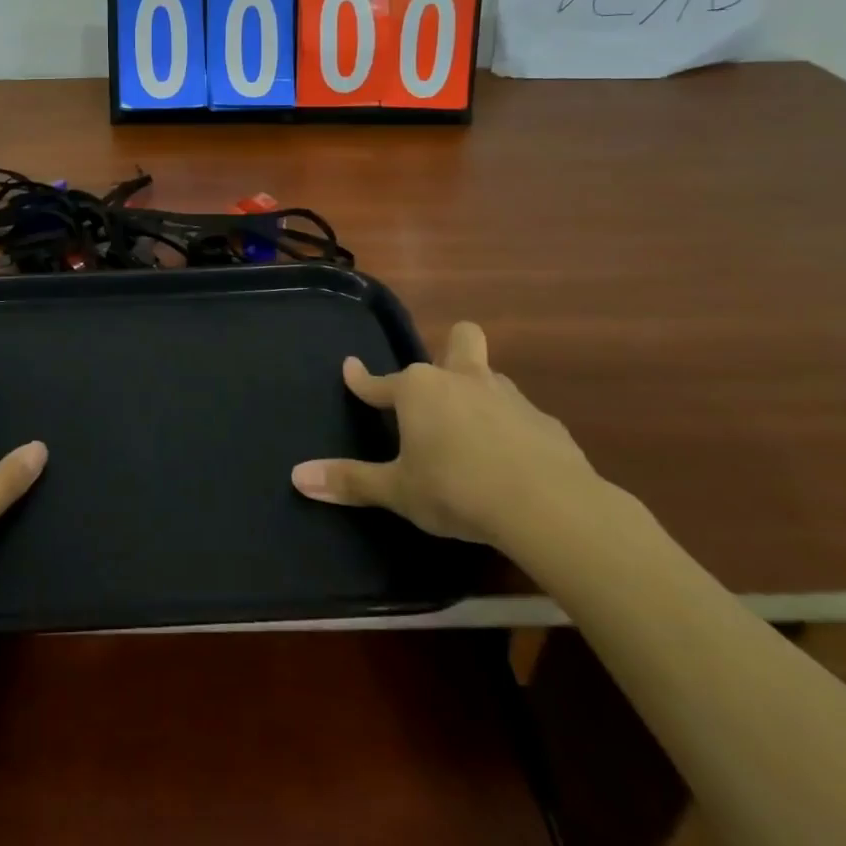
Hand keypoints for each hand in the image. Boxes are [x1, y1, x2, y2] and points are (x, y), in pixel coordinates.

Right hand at [290, 321, 598, 550]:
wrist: (548, 506)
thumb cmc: (456, 490)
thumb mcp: (398, 491)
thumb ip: (350, 481)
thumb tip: (297, 477)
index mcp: (418, 390)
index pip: (379, 381)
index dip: (361, 379)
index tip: (350, 369)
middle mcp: (461, 379)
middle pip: (460, 339)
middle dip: (451, 348)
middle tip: (443, 379)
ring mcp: (508, 397)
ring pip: (491, 377)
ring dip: (479, 394)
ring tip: (473, 430)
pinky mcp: (546, 423)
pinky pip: (522, 416)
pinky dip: (512, 431)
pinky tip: (512, 461)